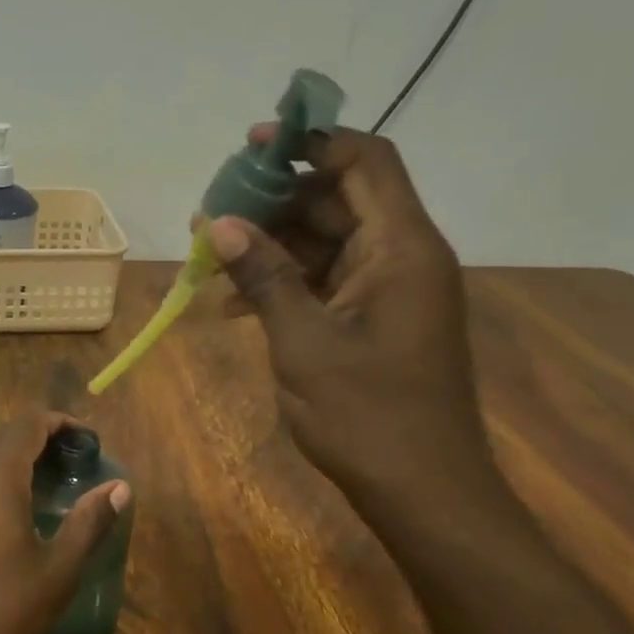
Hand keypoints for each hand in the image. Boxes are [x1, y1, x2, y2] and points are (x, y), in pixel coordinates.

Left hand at [0, 412, 130, 633]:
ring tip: (52, 478)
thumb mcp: (59, 569)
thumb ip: (90, 521)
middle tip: (76, 459)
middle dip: (41, 434)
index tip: (89, 440)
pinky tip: (17, 506)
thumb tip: (120, 487)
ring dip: (17, 453)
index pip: (28, 423)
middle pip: (4, 433)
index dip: (60, 421)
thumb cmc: (4, 609)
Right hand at [207, 127, 495, 503]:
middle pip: (338, 199)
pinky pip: (327, 279)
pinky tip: (235, 304)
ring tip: (210, 260)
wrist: (422, 490)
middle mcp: (403, 256)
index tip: (251, 148)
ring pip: (327, 241)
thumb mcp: (304, 341)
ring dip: (271, 246)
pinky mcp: (377, 318)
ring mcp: (390, 289)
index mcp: (401, 248)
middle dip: (273, 202)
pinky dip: (285, 282)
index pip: (365, 161)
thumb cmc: (367, 415)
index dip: (311, 143)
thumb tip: (220, 222)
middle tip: (212, 215)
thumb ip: (264, 275)